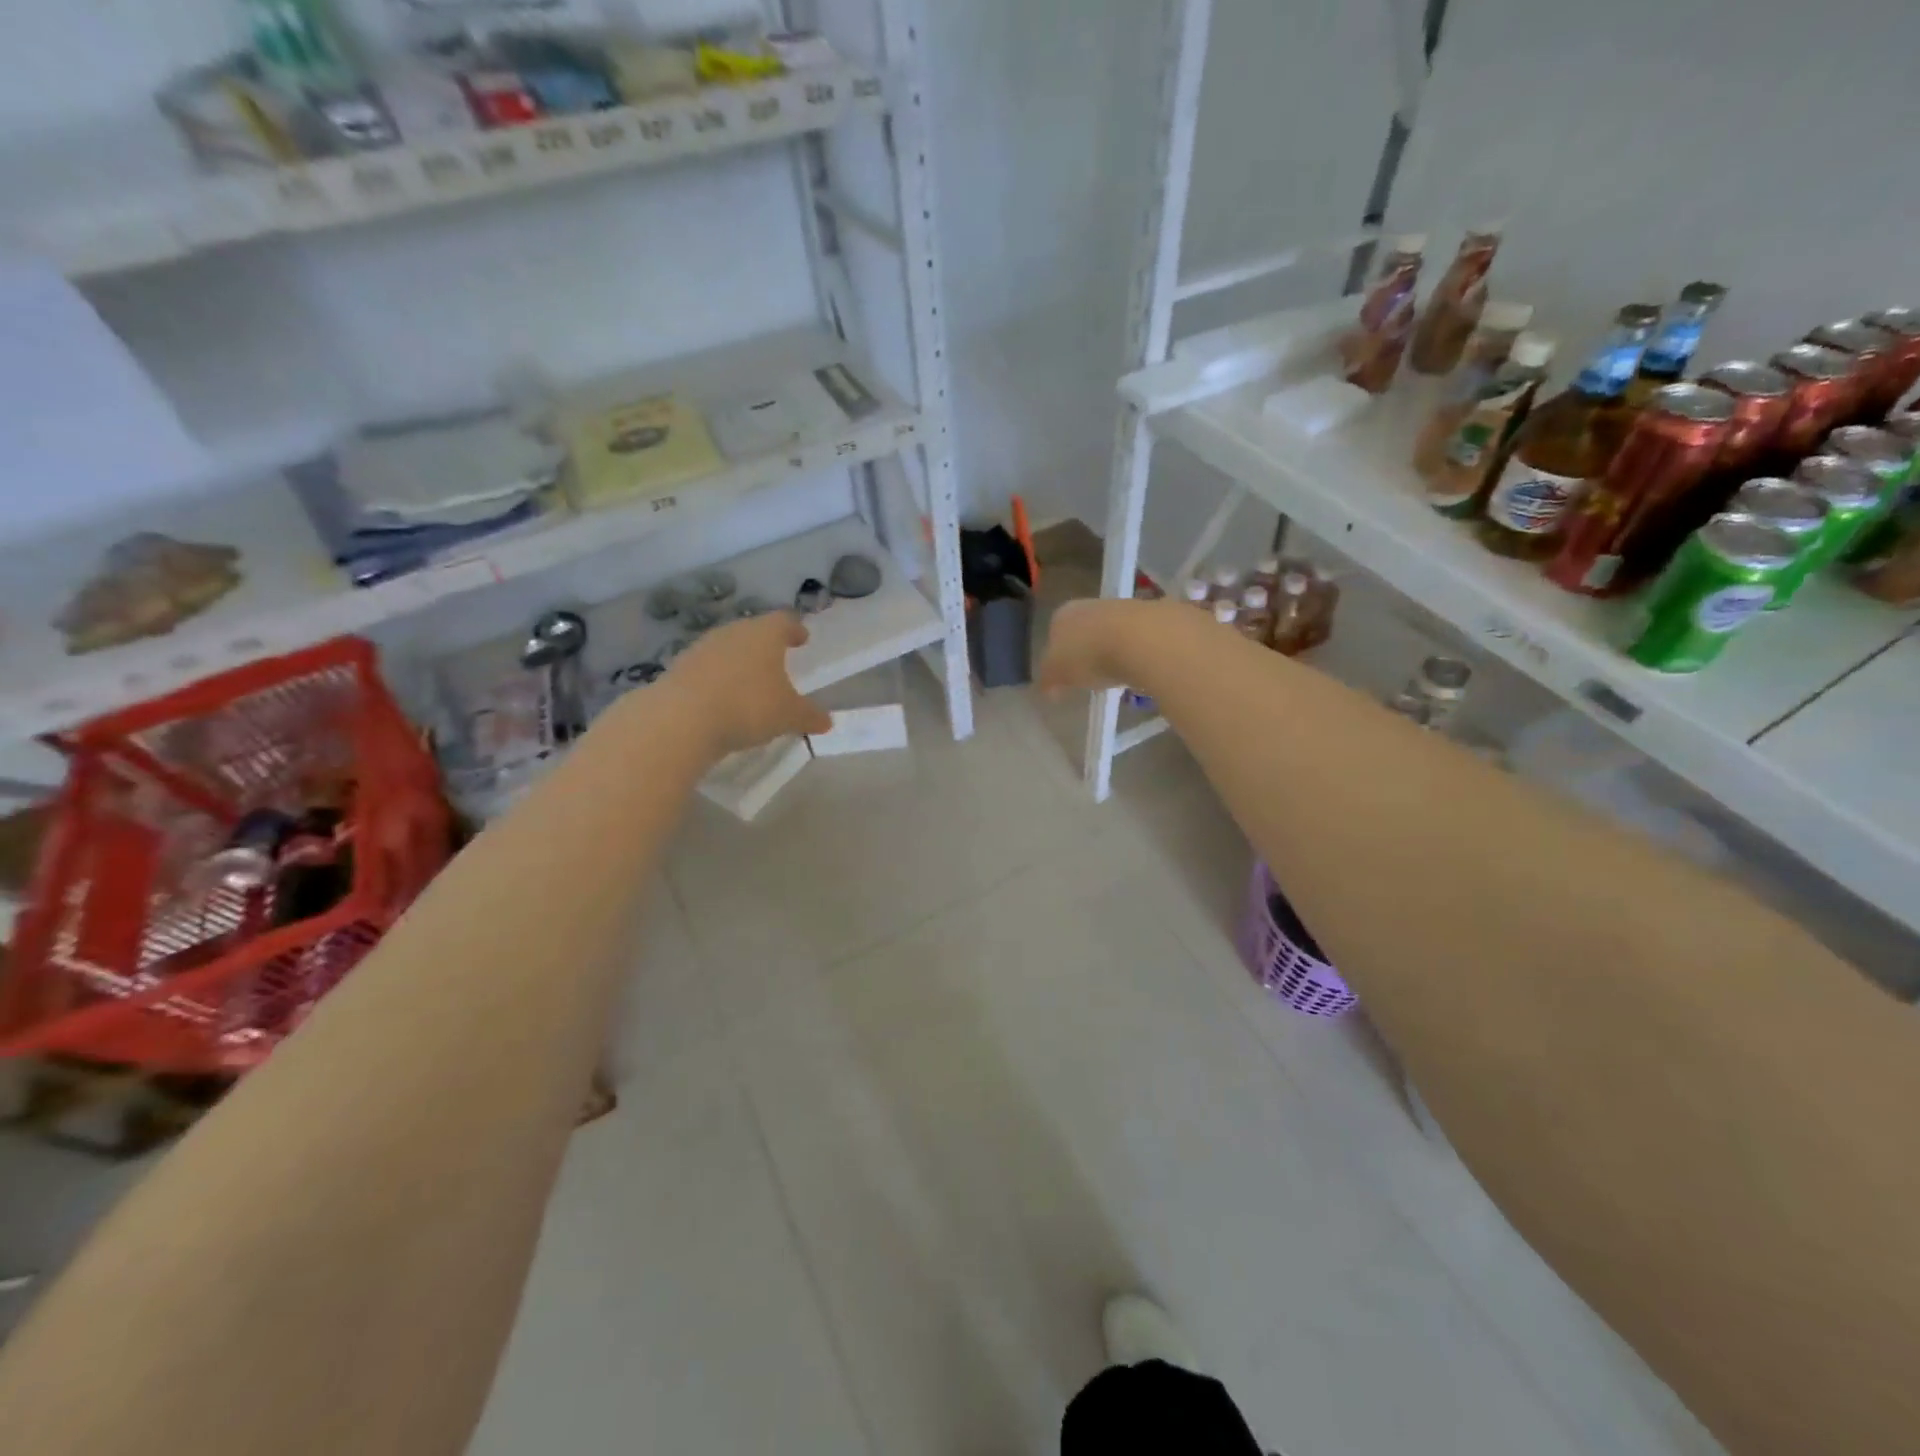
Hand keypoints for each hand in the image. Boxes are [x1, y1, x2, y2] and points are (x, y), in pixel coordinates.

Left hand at [662, 612, 832, 756]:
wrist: (681, 718)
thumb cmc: (748, 706)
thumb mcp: (789, 716)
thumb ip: (809, 715)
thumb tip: (826, 720)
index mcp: (765, 634)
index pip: (784, 621)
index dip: (795, 629)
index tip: (802, 638)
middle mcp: (733, 632)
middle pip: (754, 631)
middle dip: (766, 645)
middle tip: (778, 659)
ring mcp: (702, 648)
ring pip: (728, 648)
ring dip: (740, 661)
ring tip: (750, 681)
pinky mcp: (679, 668)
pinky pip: (707, 668)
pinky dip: (718, 678)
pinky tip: (722, 697)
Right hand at [1038, 597, 1160, 695]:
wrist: (1141, 639)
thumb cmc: (1088, 655)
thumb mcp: (1057, 674)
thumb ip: (1048, 681)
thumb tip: (1047, 690)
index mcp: (1062, 615)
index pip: (1053, 634)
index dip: (1056, 657)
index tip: (1062, 677)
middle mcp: (1090, 605)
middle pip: (1083, 631)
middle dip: (1084, 652)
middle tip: (1087, 678)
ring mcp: (1122, 609)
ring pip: (1110, 633)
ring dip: (1110, 653)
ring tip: (1114, 678)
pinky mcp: (1151, 618)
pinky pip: (1135, 641)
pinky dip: (1133, 655)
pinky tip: (1136, 671)